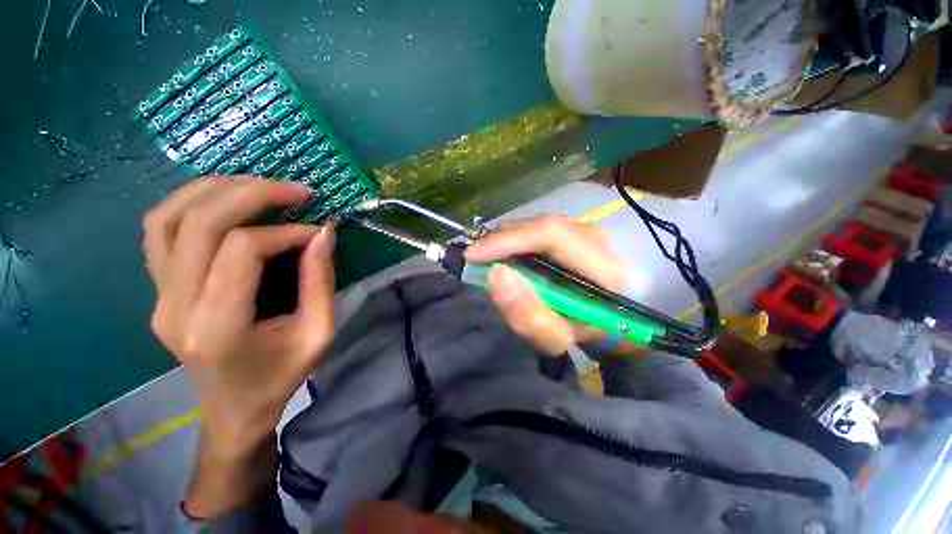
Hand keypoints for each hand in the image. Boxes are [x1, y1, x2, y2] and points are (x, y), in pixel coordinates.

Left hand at [144, 177, 335, 516]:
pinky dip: (190, 203)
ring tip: (259, 185)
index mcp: (218, 326)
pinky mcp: (157, 290)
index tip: (317, 233)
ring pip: (168, 218)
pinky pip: (160, 231)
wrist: (233, 409)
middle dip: (252, 194)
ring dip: (215, 190)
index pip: (242, 250)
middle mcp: (175, 306)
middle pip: (199, 223)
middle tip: (296, 190)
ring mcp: (158, 297)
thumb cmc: (280, 376)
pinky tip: (224, 201)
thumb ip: (321, 282)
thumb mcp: (319, 334)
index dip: (285, 232)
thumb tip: (323, 233)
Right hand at [464, 215, 627, 355]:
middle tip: (476, 260)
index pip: (550, 234)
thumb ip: (529, 315)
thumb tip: (496, 276)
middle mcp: (596, 237)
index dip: (506, 240)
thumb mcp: (558, 337)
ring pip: (534, 225)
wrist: (618, 321)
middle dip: (500, 241)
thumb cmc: (591, 335)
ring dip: (506, 241)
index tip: (472, 256)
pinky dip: (515, 241)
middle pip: (538, 226)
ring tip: (489, 259)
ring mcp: (586, 229)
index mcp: (605, 265)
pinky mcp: (575, 230)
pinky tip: (507, 256)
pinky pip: (536, 230)